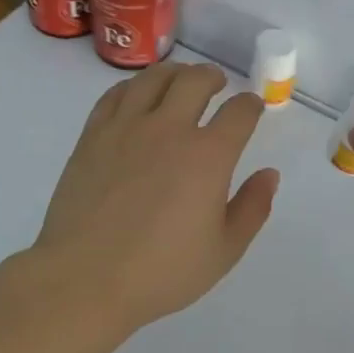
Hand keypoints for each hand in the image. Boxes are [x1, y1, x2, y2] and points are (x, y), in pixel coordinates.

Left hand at [30, 62, 279, 331]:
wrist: (84, 279)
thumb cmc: (161, 272)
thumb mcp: (224, 251)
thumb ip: (252, 208)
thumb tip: (269, 174)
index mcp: (208, 156)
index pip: (239, 113)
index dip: (250, 105)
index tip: (251, 108)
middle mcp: (169, 129)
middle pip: (196, 80)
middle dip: (213, 77)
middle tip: (217, 84)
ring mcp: (126, 128)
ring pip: (154, 78)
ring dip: (174, 73)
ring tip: (179, 80)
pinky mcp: (93, 135)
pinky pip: (116, 94)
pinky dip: (134, 86)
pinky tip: (137, 95)